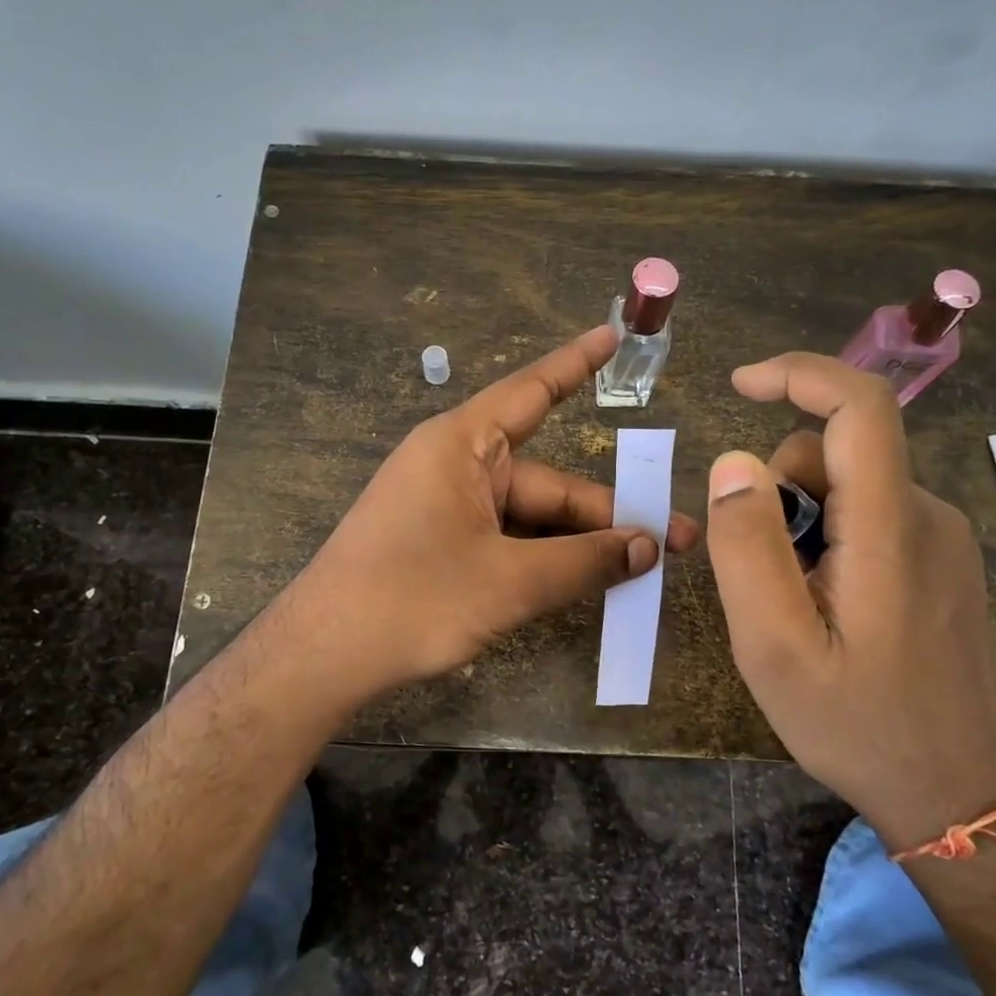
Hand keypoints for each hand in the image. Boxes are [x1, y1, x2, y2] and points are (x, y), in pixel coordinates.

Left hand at [293, 325, 699, 692]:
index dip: (576, 365)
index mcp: (463, 446)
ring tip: (641, 572)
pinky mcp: (442, 544)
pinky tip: (586, 585)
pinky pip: (506, 541)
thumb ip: (584, 562)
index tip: (614, 338)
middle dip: (607, 515)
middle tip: (673, 543)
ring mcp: (447, 508)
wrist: (323, 658)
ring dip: (578, 546)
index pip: (531, 392)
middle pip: (547, 484)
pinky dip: (544, 561)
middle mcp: (456, 467)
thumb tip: (648, 548)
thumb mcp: (508, 583)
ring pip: (530, 519)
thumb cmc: (412, 600)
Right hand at [705, 352, 995, 848]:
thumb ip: (747, 548)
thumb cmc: (858, 723)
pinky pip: (869, 518)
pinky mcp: (942, 562)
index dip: (799, 374)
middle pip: (836, 455)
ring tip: (796, 603)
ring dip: (802, 523)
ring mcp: (942, 540)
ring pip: (848, 488)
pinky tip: (827, 608)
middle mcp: (928, 516)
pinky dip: (829, 540)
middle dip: (779, 492)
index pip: (859, 407)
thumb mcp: (774, 646)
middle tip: (762, 577)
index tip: (740, 384)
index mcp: (890, 529)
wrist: (957, 792)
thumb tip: (733, 463)